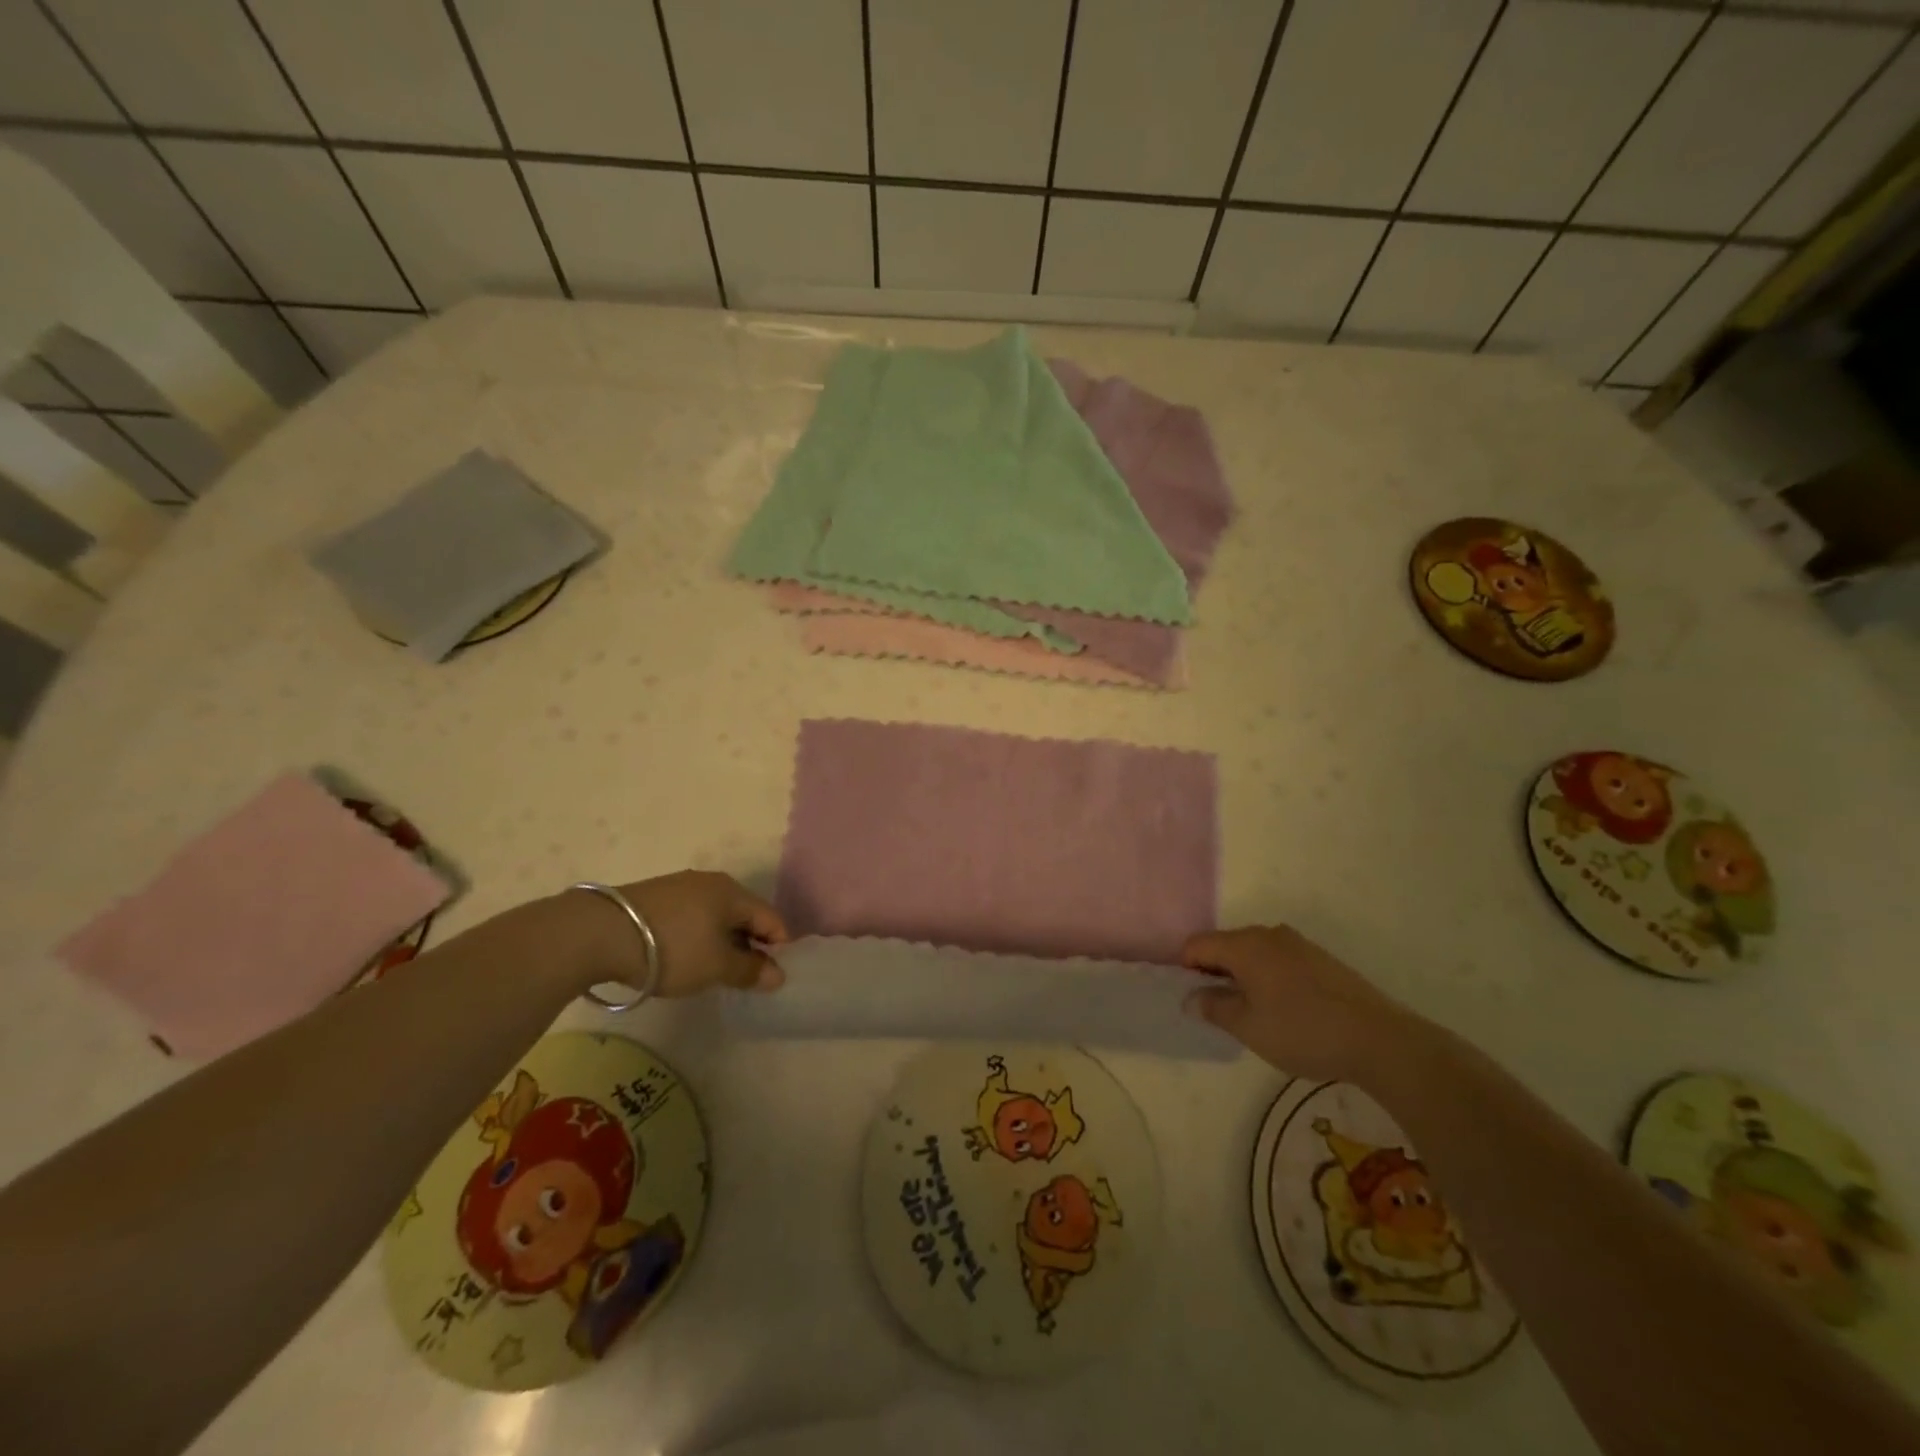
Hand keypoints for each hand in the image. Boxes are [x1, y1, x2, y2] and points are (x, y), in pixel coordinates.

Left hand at [573, 871, 789, 996]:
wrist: (600, 933)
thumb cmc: (673, 948)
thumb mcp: (716, 966)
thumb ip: (750, 971)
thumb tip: (778, 975)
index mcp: (733, 892)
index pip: (771, 918)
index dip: (779, 946)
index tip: (772, 975)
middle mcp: (711, 882)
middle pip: (743, 914)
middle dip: (749, 943)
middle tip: (743, 976)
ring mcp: (680, 886)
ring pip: (715, 915)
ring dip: (721, 940)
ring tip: (711, 969)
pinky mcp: (654, 897)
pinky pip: (691, 916)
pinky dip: (697, 935)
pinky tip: (683, 955)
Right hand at [1182, 925, 1422, 1083]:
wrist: (1379, 1039)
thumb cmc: (1303, 1031)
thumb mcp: (1248, 1027)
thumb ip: (1214, 1007)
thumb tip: (1190, 998)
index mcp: (1245, 945)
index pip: (1197, 944)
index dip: (1186, 969)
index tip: (1194, 999)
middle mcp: (1268, 934)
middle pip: (1225, 945)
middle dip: (1215, 972)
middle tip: (1221, 1010)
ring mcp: (1298, 943)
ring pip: (1254, 953)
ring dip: (1244, 976)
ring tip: (1254, 1013)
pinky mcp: (1320, 958)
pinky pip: (1278, 960)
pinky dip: (1269, 977)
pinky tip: (1284, 1009)